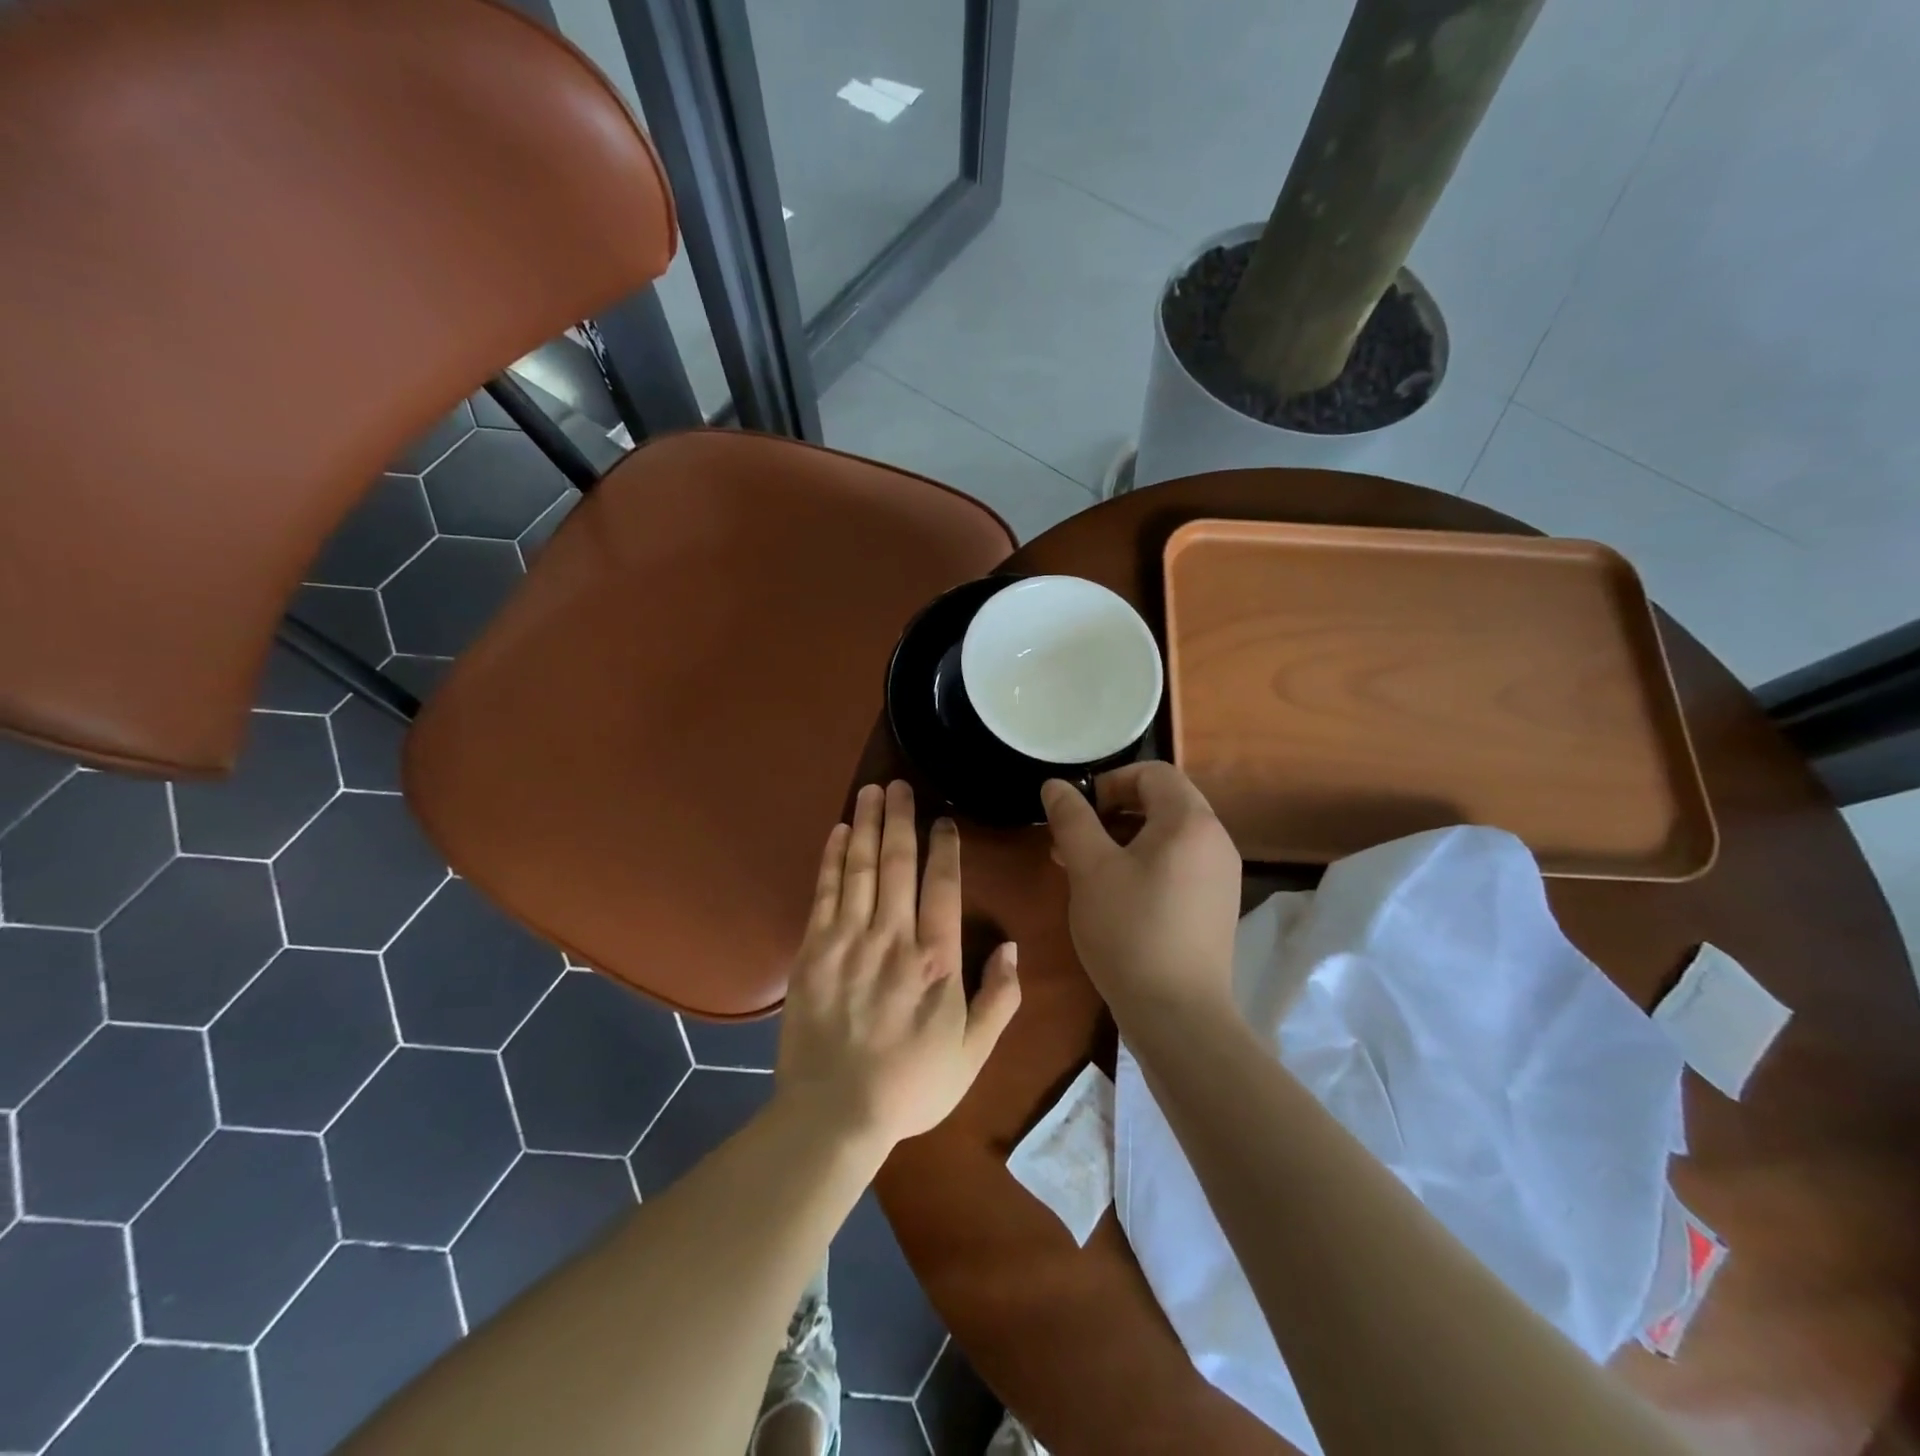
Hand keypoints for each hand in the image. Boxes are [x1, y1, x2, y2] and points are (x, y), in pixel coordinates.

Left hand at [776, 780, 1020, 1150]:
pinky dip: (832, 858)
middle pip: (898, 863)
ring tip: (871, 791)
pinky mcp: (813, 950)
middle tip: (900, 784)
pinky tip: (839, 832)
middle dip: (900, 818)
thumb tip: (1012, 947)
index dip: (944, 848)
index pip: (943, 886)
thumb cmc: (911, 1085)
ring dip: (867, 825)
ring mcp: (848, 941)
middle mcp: (893, 938)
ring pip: (861, 868)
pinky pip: (825, 892)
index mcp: (936, 961)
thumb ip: (999, 999)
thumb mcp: (973, 1053)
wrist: (835, 1113)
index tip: (943, 821)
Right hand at [1041, 763, 1241, 1021]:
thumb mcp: (1090, 869)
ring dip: (1125, 840)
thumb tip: (1056, 785)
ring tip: (1085, 869)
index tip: (1078, 812)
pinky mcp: (1216, 906)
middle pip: (1163, 802)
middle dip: (1113, 812)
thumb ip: (1071, 818)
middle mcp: (1215, 840)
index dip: (1110, 782)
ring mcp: (1221, 876)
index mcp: (1190, 821)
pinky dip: (1146, 865)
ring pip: (1168, 836)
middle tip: (1075, 840)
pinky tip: (1114, 896)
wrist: (1179, 1016)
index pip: (1153, 773)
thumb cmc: (1130, 931)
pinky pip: (1179, 865)